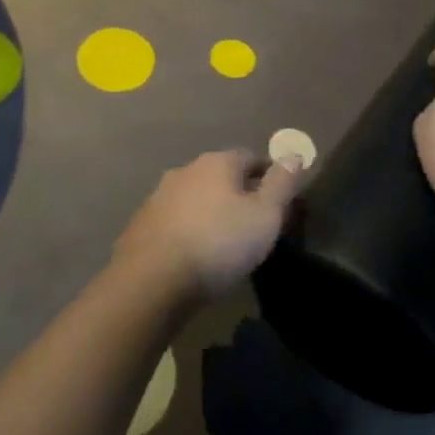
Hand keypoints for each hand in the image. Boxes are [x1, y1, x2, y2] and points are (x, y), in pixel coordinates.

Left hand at [114, 150, 302, 299]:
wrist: (152, 281)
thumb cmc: (218, 243)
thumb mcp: (265, 215)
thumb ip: (282, 183)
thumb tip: (294, 154)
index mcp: (217, 162)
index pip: (251, 158)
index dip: (268, 176)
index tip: (279, 199)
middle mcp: (185, 170)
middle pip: (220, 176)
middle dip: (237, 194)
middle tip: (253, 222)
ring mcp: (158, 197)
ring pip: (195, 198)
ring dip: (210, 212)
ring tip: (223, 242)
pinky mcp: (140, 225)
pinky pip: (174, 221)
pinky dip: (187, 231)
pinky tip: (194, 254)